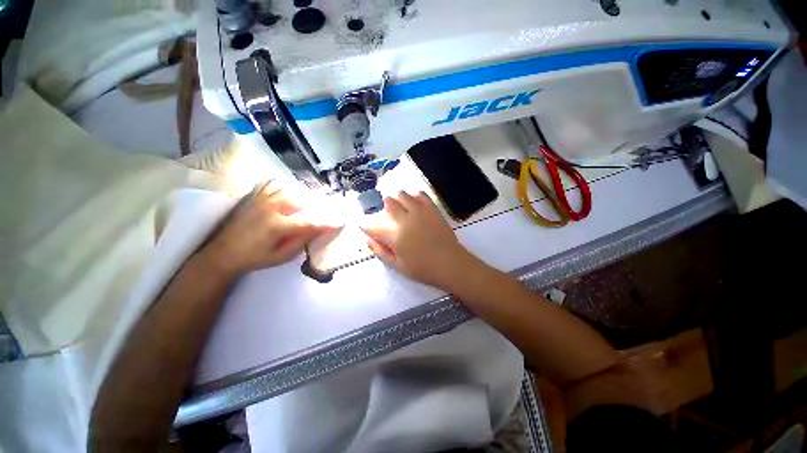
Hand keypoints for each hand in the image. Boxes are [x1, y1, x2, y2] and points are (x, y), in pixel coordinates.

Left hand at [201, 183, 330, 275]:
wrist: (224, 253)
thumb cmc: (255, 258)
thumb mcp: (281, 256)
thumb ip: (301, 241)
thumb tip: (319, 229)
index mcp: (278, 225)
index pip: (310, 222)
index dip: (327, 223)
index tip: (340, 223)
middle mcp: (272, 208)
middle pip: (302, 201)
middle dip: (316, 207)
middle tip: (324, 213)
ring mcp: (262, 200)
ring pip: (290, 190)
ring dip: (302, 198)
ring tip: (309, 205)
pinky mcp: (255, 198)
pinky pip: (273, 185)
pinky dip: (285, 188)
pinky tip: (289, 195)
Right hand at [361, 191, 476, 290]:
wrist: (450, 264)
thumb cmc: (423, 268)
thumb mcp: (398, 265)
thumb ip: (381, 251)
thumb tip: (368, 240)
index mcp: (395, 235)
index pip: (373, 225)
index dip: (366, 224)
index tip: (365, 225)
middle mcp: (405, 219)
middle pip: (388, 203)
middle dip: (384, 207)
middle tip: (389, 216)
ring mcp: (420, 212)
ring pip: (403, 195)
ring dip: (399, 200)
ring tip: (403, 209)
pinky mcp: (432, 209)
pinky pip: (421, 195)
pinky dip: (415, 197)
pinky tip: (416, 204)